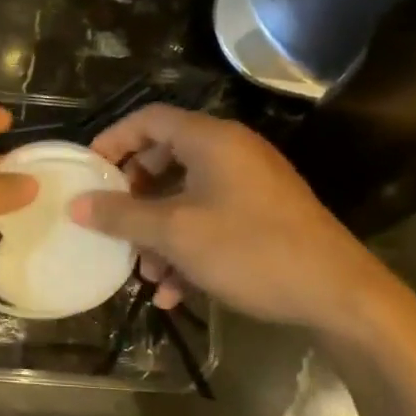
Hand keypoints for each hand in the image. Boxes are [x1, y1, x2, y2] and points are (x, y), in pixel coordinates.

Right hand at [68, 104, 402, 333]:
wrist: (339, 296)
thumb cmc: (250, 250)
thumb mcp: (175, 233)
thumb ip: (121, 215)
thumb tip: (76, 204)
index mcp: (211, 140)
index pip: (148, 119)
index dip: (112, 140)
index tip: (87, 171)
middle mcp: (231, 153)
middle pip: (164, 158)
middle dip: (133, 195)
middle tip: (111, 220)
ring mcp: (250, 185)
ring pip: (185, 196)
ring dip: (157, 231)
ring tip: (144, 272)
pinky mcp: (262, 216)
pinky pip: (210, 219)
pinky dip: (186, 247)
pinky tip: (174, 292)